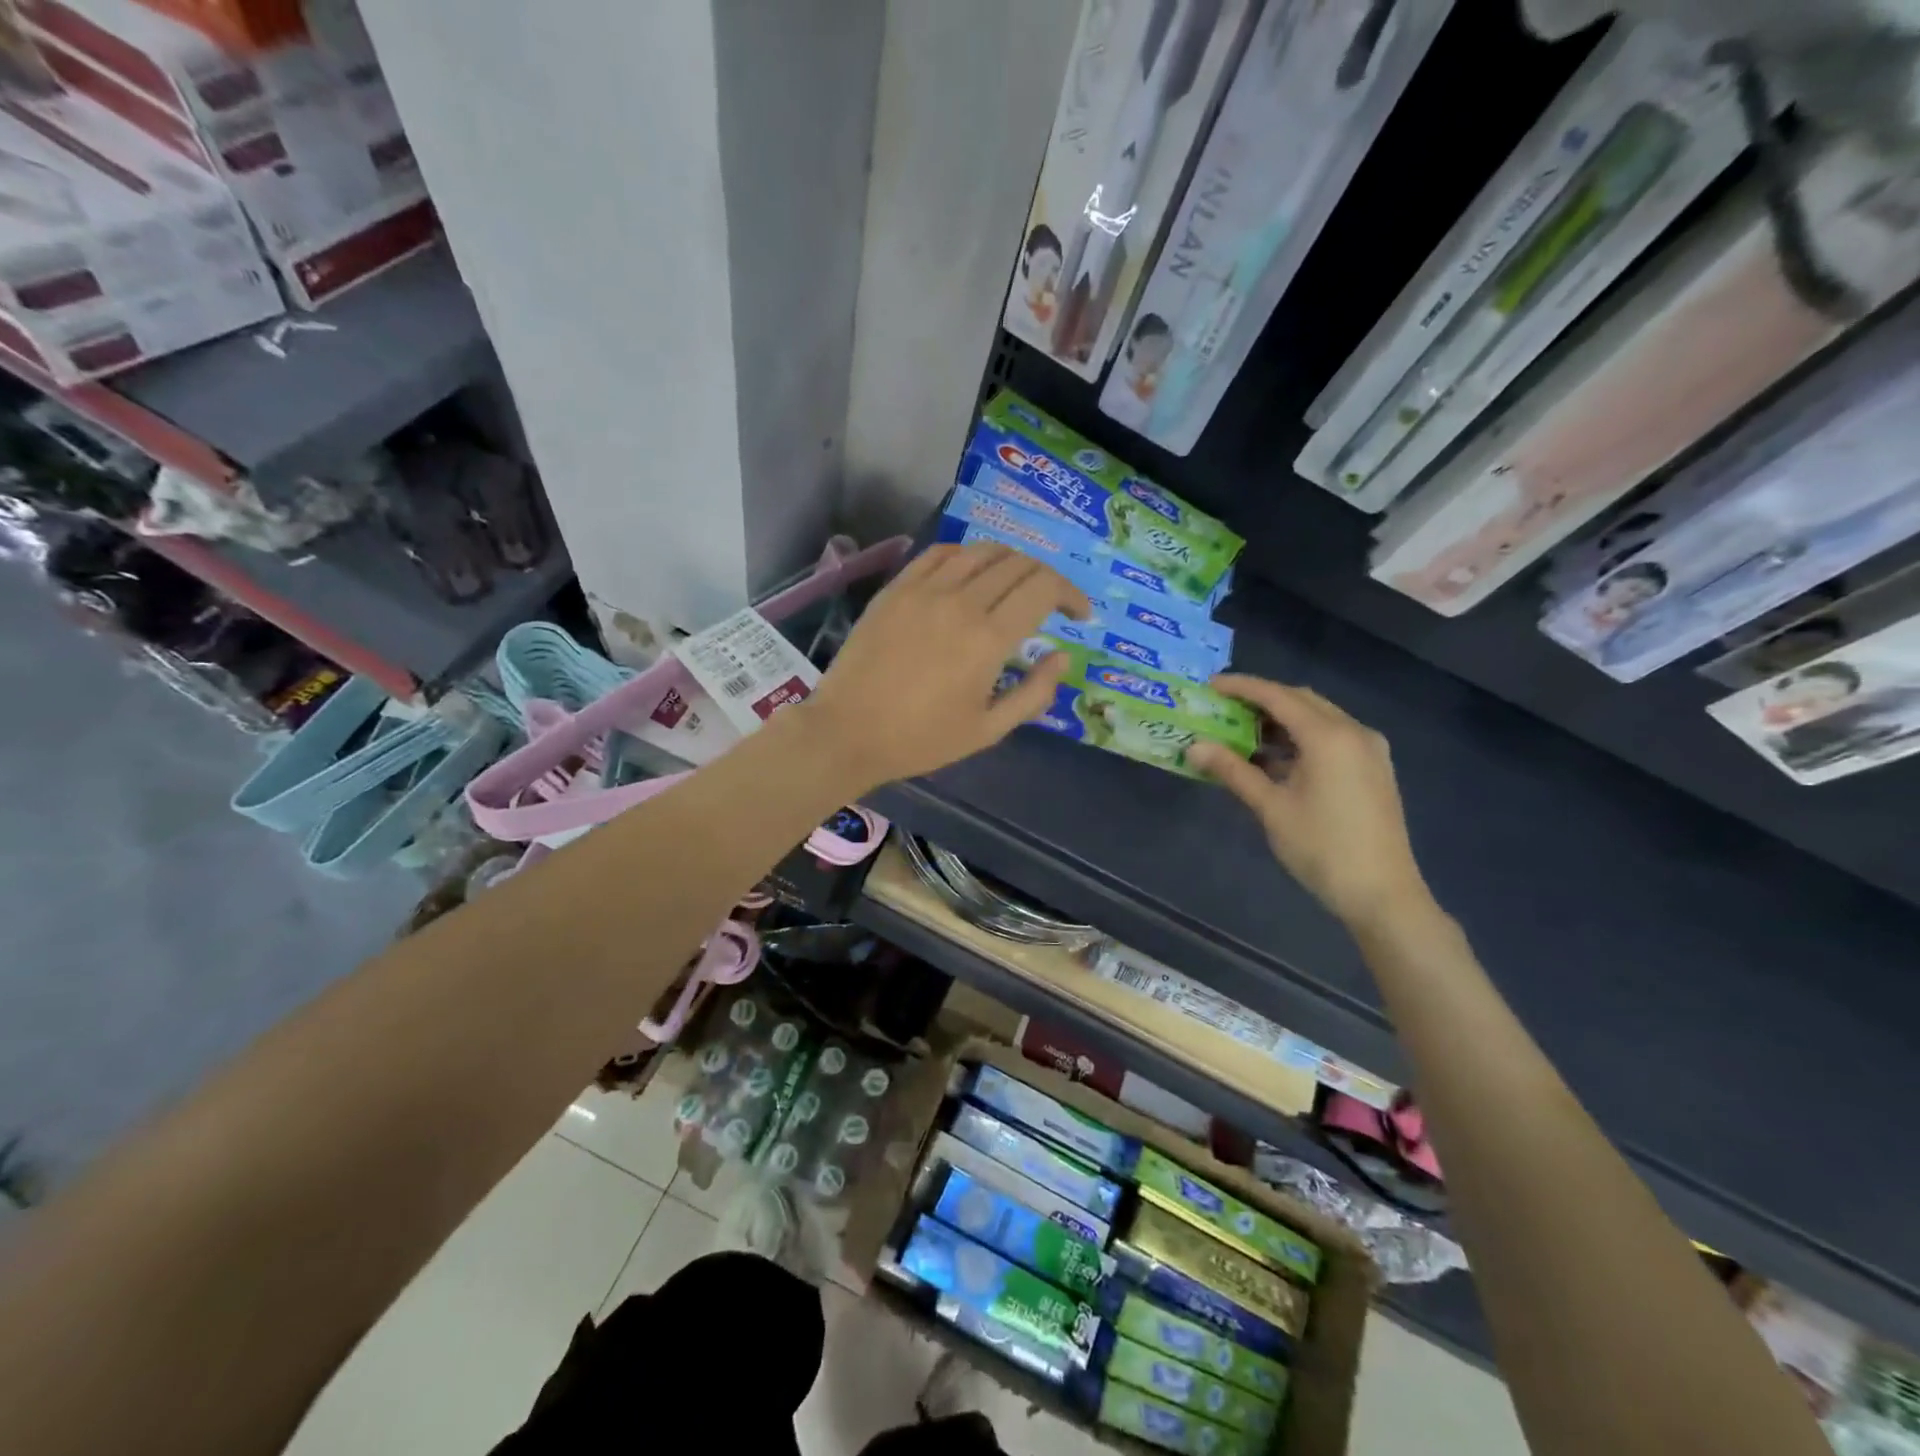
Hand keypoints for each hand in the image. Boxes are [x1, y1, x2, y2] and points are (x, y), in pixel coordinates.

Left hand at [798, 543, 1088, 792]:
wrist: (847, 731)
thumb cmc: (920, 739)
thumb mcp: (987, 731)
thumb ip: (1033, 693)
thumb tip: (1062, 657)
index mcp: (988, 638)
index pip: (1044, 588)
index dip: (1071, 595)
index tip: (1079, 615)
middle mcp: (960, 601)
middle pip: (1018, 564)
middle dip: (1046, 578)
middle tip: (1050, 604)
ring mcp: (924, 589)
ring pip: (981, 551)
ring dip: (1010, 562)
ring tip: (1014, 586)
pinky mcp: (896, 587)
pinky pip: (940, 553)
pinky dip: (967, 556)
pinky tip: (970, 575)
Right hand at [1187, 674, 1432, 933]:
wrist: (1382, 893)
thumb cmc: (1322, 848)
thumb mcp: (1271, 808)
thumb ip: (1233, 771)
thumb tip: (1195, 747)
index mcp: (1329, 736)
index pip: (1278, 696)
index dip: (1242, 687)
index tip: (1210, 685)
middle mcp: (1354, 732)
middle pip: (1301, 699)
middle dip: (1262, 699)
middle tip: (1224, 708)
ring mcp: (1369, 750)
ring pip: (1319, 717)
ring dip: (1282, 719)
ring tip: (1244, 734)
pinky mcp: (1374, 768)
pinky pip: (1333, 736)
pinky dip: (1302, 737)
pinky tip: (1277, 758)